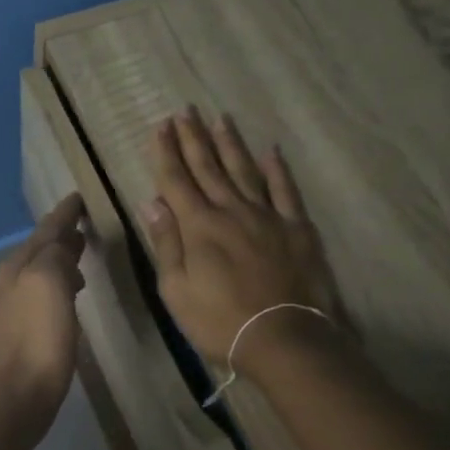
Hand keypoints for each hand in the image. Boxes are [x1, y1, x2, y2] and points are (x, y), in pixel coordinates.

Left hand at [0, 193, 86, 429]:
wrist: (17, 394)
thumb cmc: (38, 336)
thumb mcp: (50, 283)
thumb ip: (57, 254)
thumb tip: (64, 245)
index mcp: (20, 264)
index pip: (47, 228)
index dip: (65, 213)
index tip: (79, 197)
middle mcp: (13, 279)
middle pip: (41, 247)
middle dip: (61, 233)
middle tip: (83, 224)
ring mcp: (15, 306)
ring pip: (41, 270)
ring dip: (61, 258)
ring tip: (81, 255)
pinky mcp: (23, 330)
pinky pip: (43, 292)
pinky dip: (59, 283)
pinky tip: (71, 294)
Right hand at [144, 110, 344, 374]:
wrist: (284, 339)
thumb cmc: (221, 322)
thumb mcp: (177, 291)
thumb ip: (166, 243)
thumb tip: (153, 201)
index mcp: (199, 226)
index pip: (176, 180)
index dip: (166, 152)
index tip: (161, 126)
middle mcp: (231, 210)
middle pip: (208, 167)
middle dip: (194, 138)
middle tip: (185, 110)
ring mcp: (267, 216)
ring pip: (244, 170)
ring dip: (230, 144)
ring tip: (220, 119)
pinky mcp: (296, 228)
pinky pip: (285, 191)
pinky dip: (277, 169)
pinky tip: (271, 151)